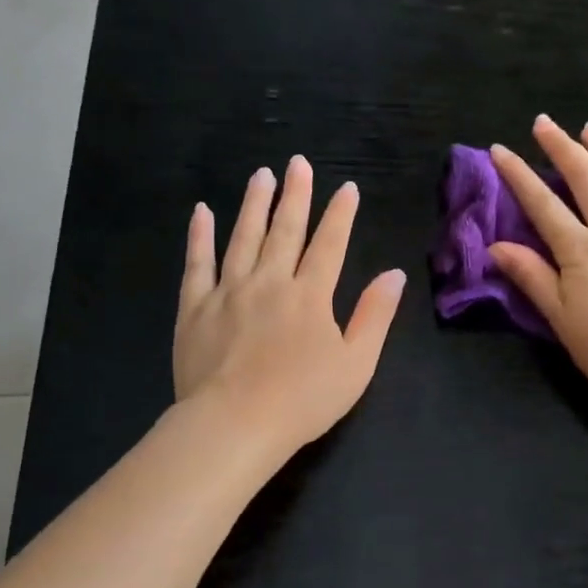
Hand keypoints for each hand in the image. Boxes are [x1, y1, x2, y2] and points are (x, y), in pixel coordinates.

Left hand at [174, 156, 405, 457]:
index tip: (346, 188)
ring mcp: (228, 292)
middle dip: (295, 195)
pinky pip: (197, 264)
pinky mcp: (195, 308)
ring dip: (253, 205)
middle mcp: (270, 282)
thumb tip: (393, 274)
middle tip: (298, 163)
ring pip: (242, 238)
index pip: (329, 245)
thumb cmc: (303, 400)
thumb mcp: (356, 364)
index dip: (340, 215)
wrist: (235, 424)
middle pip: (285, 231)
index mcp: (310, 296)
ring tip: (261, 175)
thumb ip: (374, 316)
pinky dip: (199, 236)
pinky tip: (202, 212)